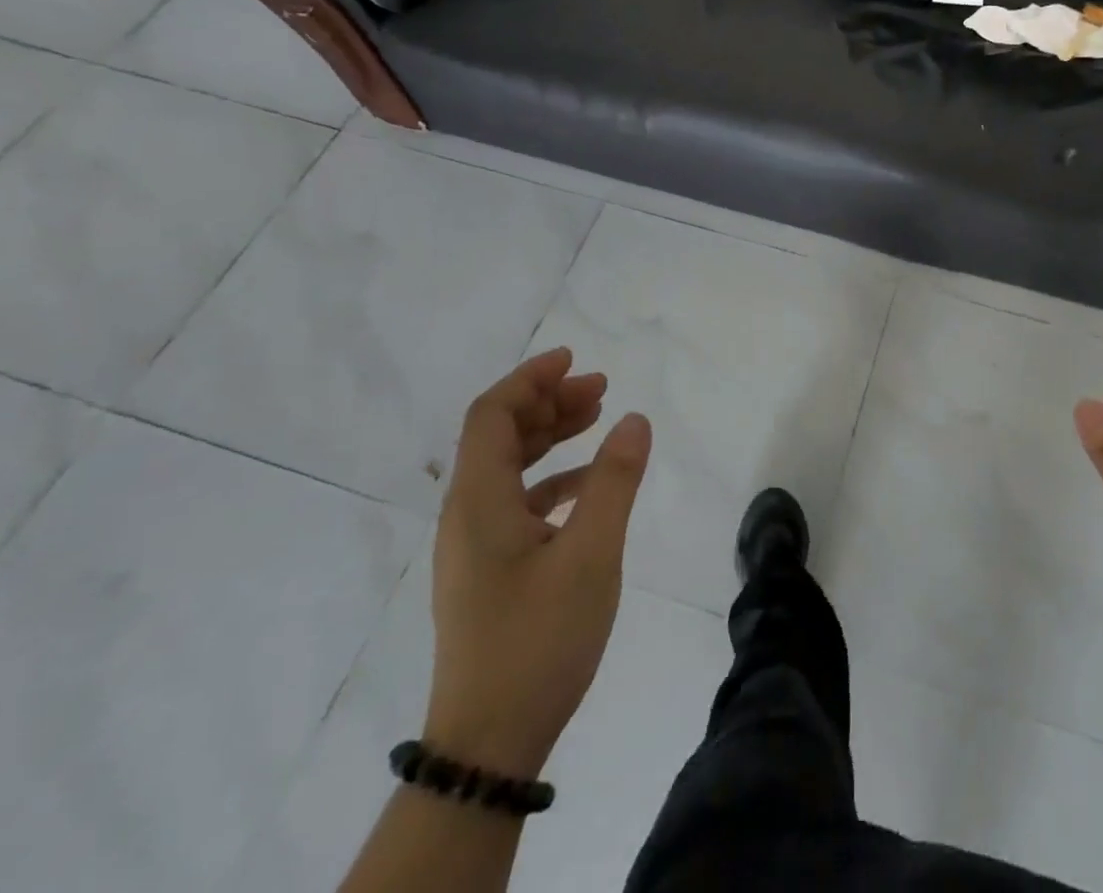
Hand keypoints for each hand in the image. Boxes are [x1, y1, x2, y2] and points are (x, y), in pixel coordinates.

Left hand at [423, 348, 651, 778]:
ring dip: (550, 437)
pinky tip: (589, 486)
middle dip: (548, 402)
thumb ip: (614, 480)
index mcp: (479, 502)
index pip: (492, 415)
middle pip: (499, 435)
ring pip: (508, 468)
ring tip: (598, 420)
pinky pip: (518, 502)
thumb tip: (634, 419)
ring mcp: (475, 546)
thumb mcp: (591, 553)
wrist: (490, 742)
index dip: (530, 379)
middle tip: (600, 388)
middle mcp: (467, 515)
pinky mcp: (489, 571)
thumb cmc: (539, 638)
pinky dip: (553, 479)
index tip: (573, 359)